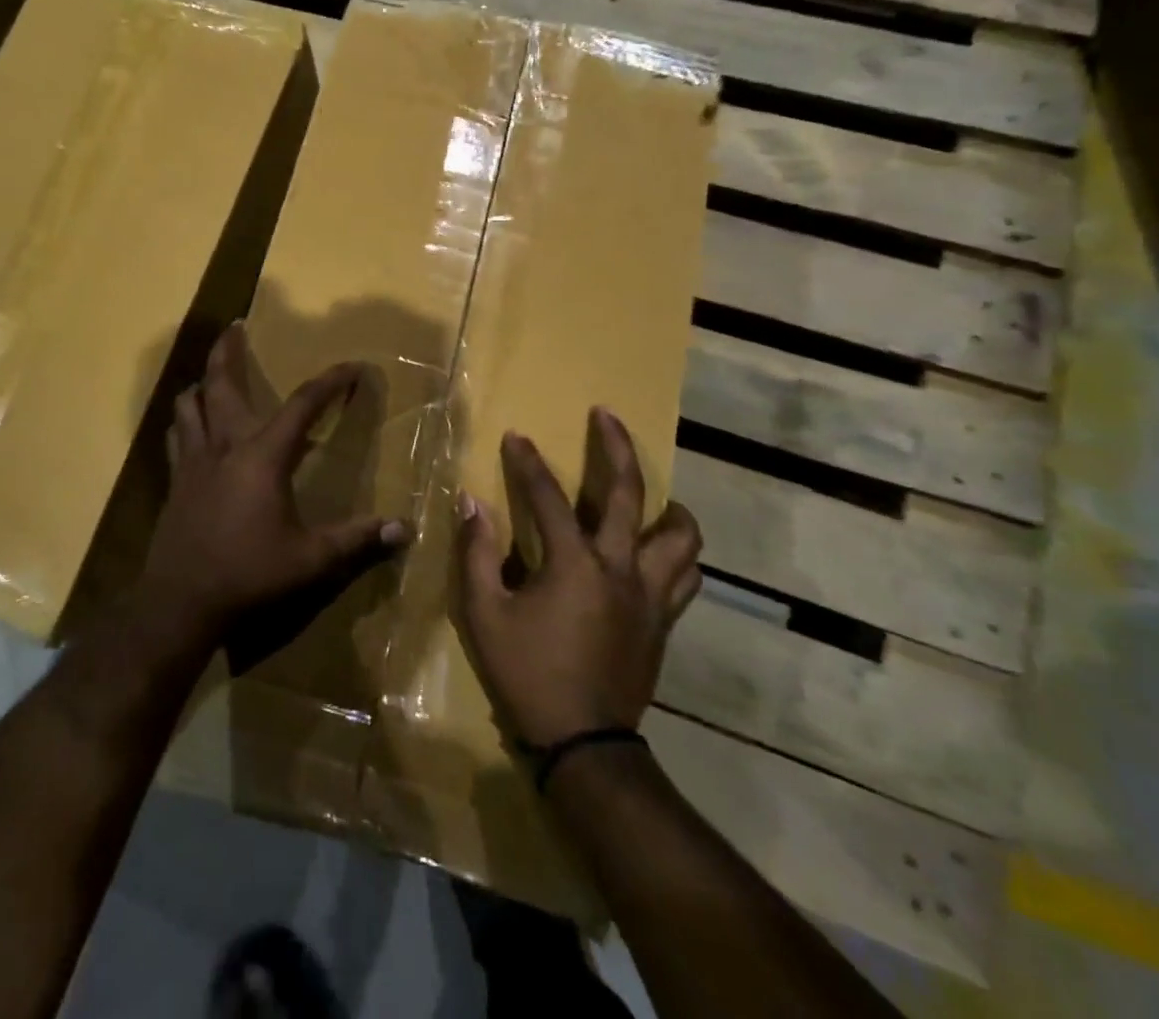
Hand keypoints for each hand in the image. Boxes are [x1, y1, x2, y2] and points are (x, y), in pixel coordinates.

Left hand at [136, 324, 411, 654]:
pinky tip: (191, 423)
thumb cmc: (249, 574)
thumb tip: (405, 529)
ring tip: (212, 373)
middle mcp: (225, 445)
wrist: (181, 600)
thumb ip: (357, 540)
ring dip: (203, 381)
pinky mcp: (176, 479)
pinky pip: (177, 433)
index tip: (353, 367)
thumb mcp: (310, 560)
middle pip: (222, 383)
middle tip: (235, 326)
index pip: (302, 404)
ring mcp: (194, 460)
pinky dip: (186, 417)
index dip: (330, 382)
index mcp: (263, 455)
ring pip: (190, 403)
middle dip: (229, 350)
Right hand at [454, 408, 701, 748]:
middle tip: (606, 416)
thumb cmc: (527, 674)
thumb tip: (471, 502)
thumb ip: (477, 553)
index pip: (548, 497)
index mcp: (574, 564)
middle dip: (616, 446)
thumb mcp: (484, 614)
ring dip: (669, 507)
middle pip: (629, 493)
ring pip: (682, 537)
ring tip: (654, 496)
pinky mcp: (664, 621)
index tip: (516, 436)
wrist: (583, 743)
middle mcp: (621, 568)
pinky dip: (678, 554)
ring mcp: (650, 595)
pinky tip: (660, 552)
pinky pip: (686, 576)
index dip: (527, 463)